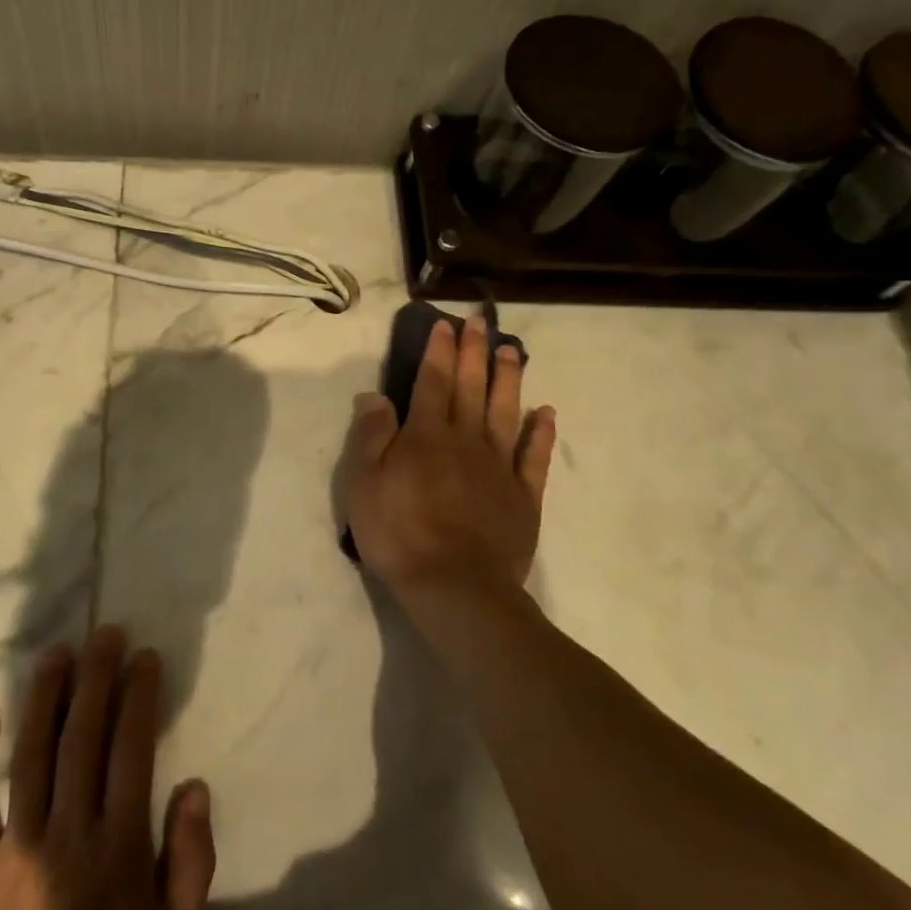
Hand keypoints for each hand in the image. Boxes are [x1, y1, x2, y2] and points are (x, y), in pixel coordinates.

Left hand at [0, 627, 216, 909]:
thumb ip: (192, 860)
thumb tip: (194, 785)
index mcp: (119, 848)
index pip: (131, 749)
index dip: (139, 696)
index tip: (145, 657)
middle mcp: (67, 833)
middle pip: (83, 736)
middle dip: (97, 677)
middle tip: (105, 633)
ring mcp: (14, 848)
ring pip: (31, 753)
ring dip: (45, 695)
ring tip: (57, 652)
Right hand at [339, 313, 556, 601]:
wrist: (454, 586)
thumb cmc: (398, 533)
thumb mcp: (364, 484)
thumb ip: (371, 436)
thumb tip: (374, 395)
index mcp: (426, 436)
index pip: (433, 382)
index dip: (439, 352)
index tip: (445, 326)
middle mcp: (466, 440)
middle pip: (471, 388)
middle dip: (475, 352)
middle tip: (481, 322)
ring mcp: (499, 467)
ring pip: (506, 412)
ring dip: (509, 379)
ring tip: (514, 351)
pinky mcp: (523, 496)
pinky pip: (534, 457)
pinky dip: (541, 433)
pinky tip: (546, 413)